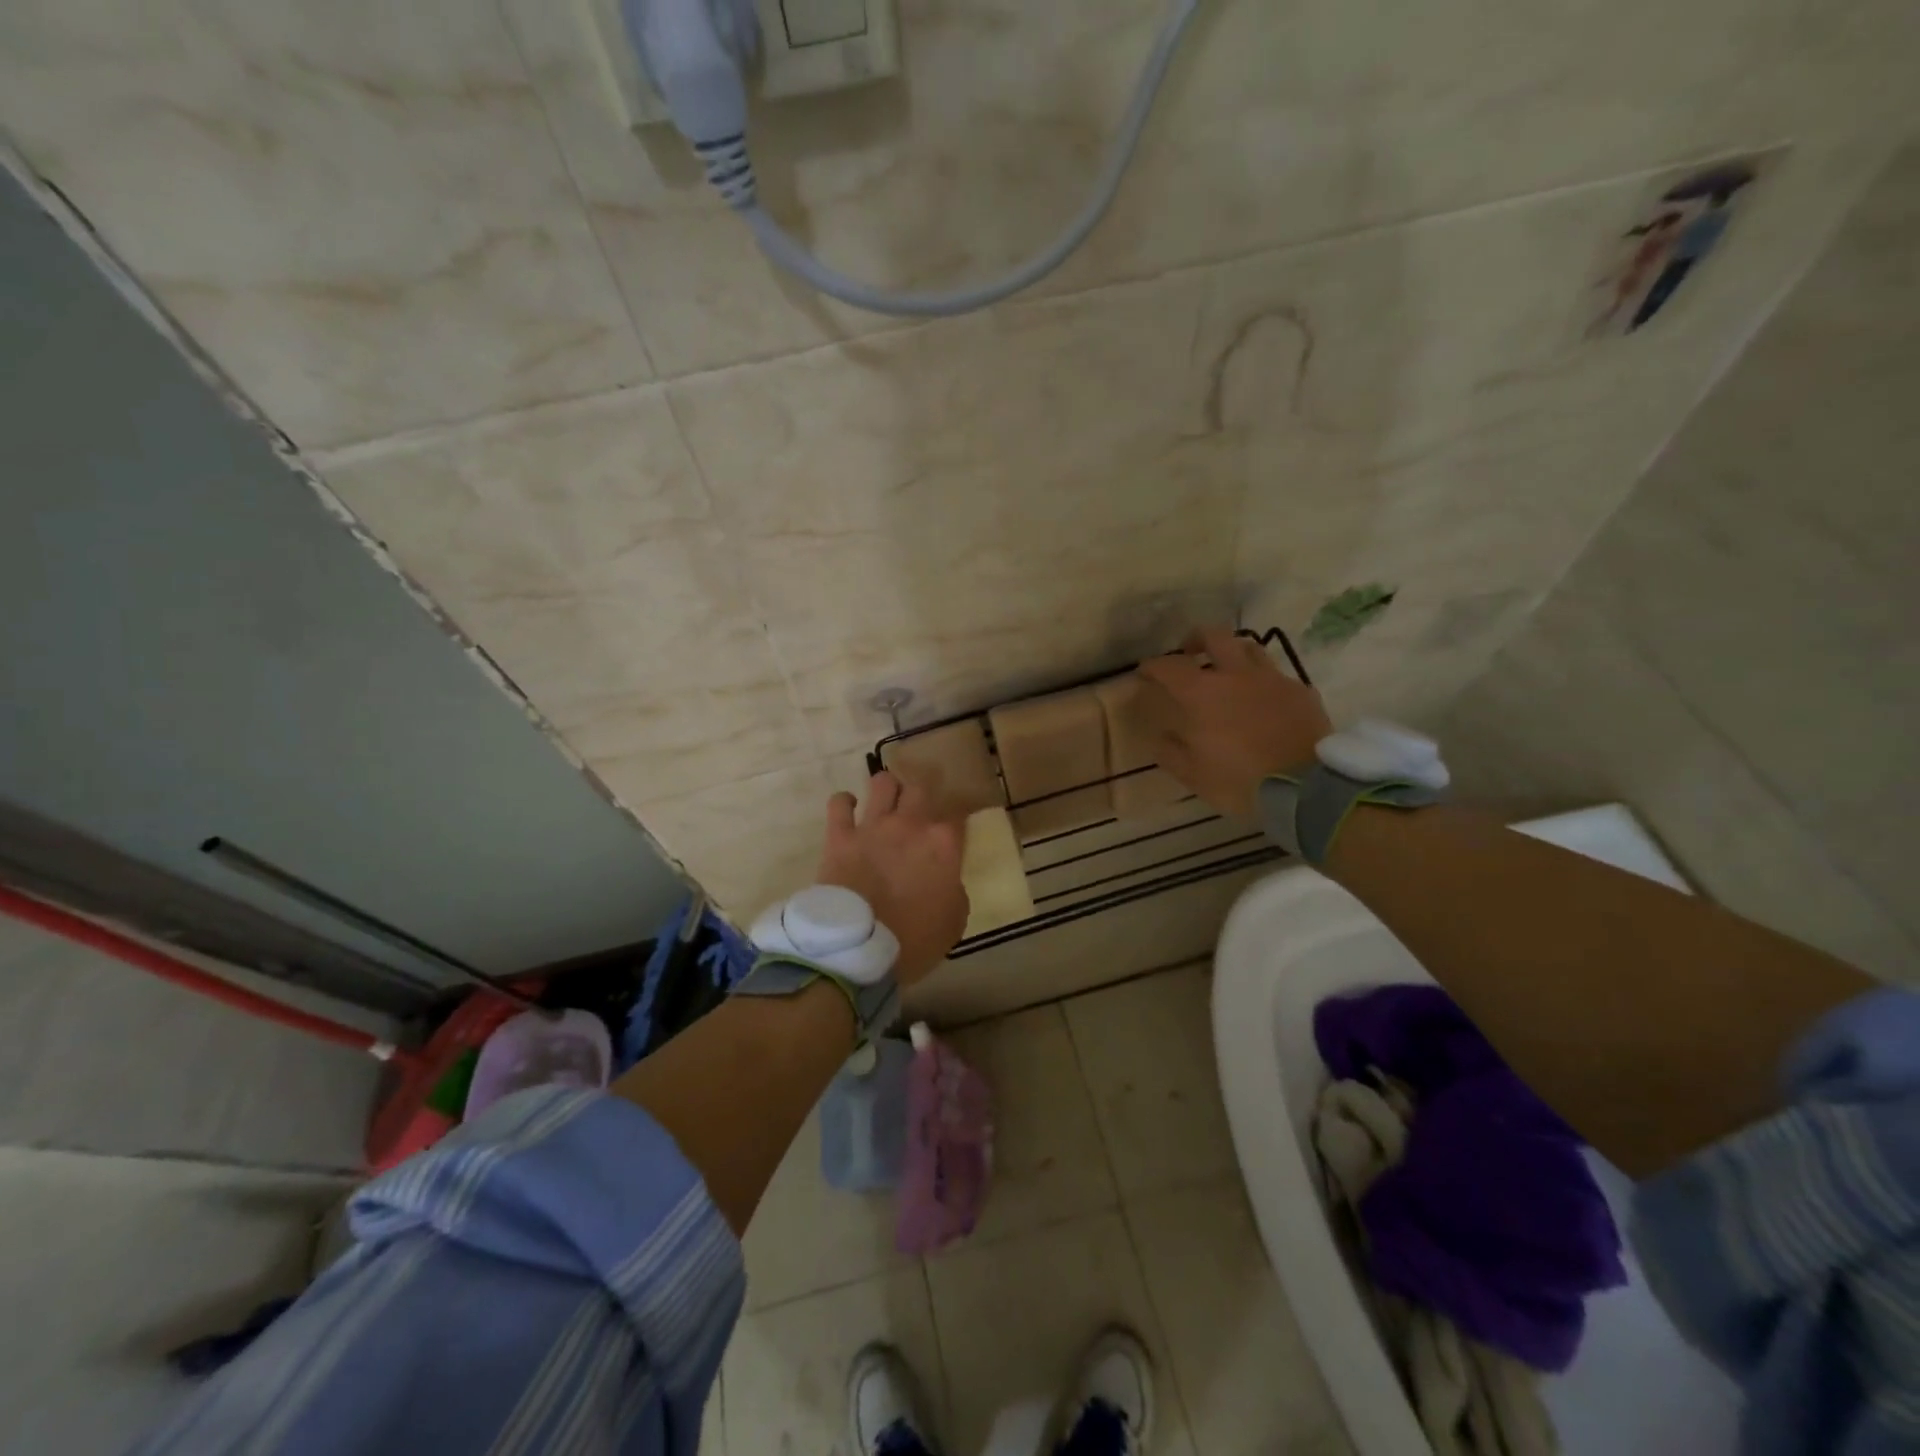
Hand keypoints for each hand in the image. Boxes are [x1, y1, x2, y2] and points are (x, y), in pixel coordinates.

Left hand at [817, 771, 968, 985]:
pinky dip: (845, 803)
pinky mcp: (840, 835)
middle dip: (921, 798)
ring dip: (887, 790)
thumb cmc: (914, 939)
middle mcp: (910, 824)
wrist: (859, 947)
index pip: (959, 815)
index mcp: (943, 843)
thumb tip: (946, 881)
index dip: (957, 820)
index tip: (954, 831)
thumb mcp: (954, 922)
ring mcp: (873, 826)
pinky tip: (849, 809)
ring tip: (886, 804)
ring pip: (883, 782)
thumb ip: (955, 891)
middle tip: (918, 814)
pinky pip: (839, 803)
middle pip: (920, 789)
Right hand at [1136, 626, 1332, 816]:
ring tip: (1227, 670)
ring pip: (1250, 648)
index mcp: (1202, 694)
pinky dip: (1262, 681)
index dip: (1153, 666)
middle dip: (1196, 639)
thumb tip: (1161, 737)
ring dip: (1232, 653)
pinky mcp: (1301, 692)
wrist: (1307, 789)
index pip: (1169, 667)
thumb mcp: (1193, 775)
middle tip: (1189, 653)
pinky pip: (1277, 675)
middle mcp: (1236, 675)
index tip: (1145, 673)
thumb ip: (1171, 752)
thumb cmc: (1240, 781)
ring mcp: (1273, 680)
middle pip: (1214, 636)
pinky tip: (1262, 699)